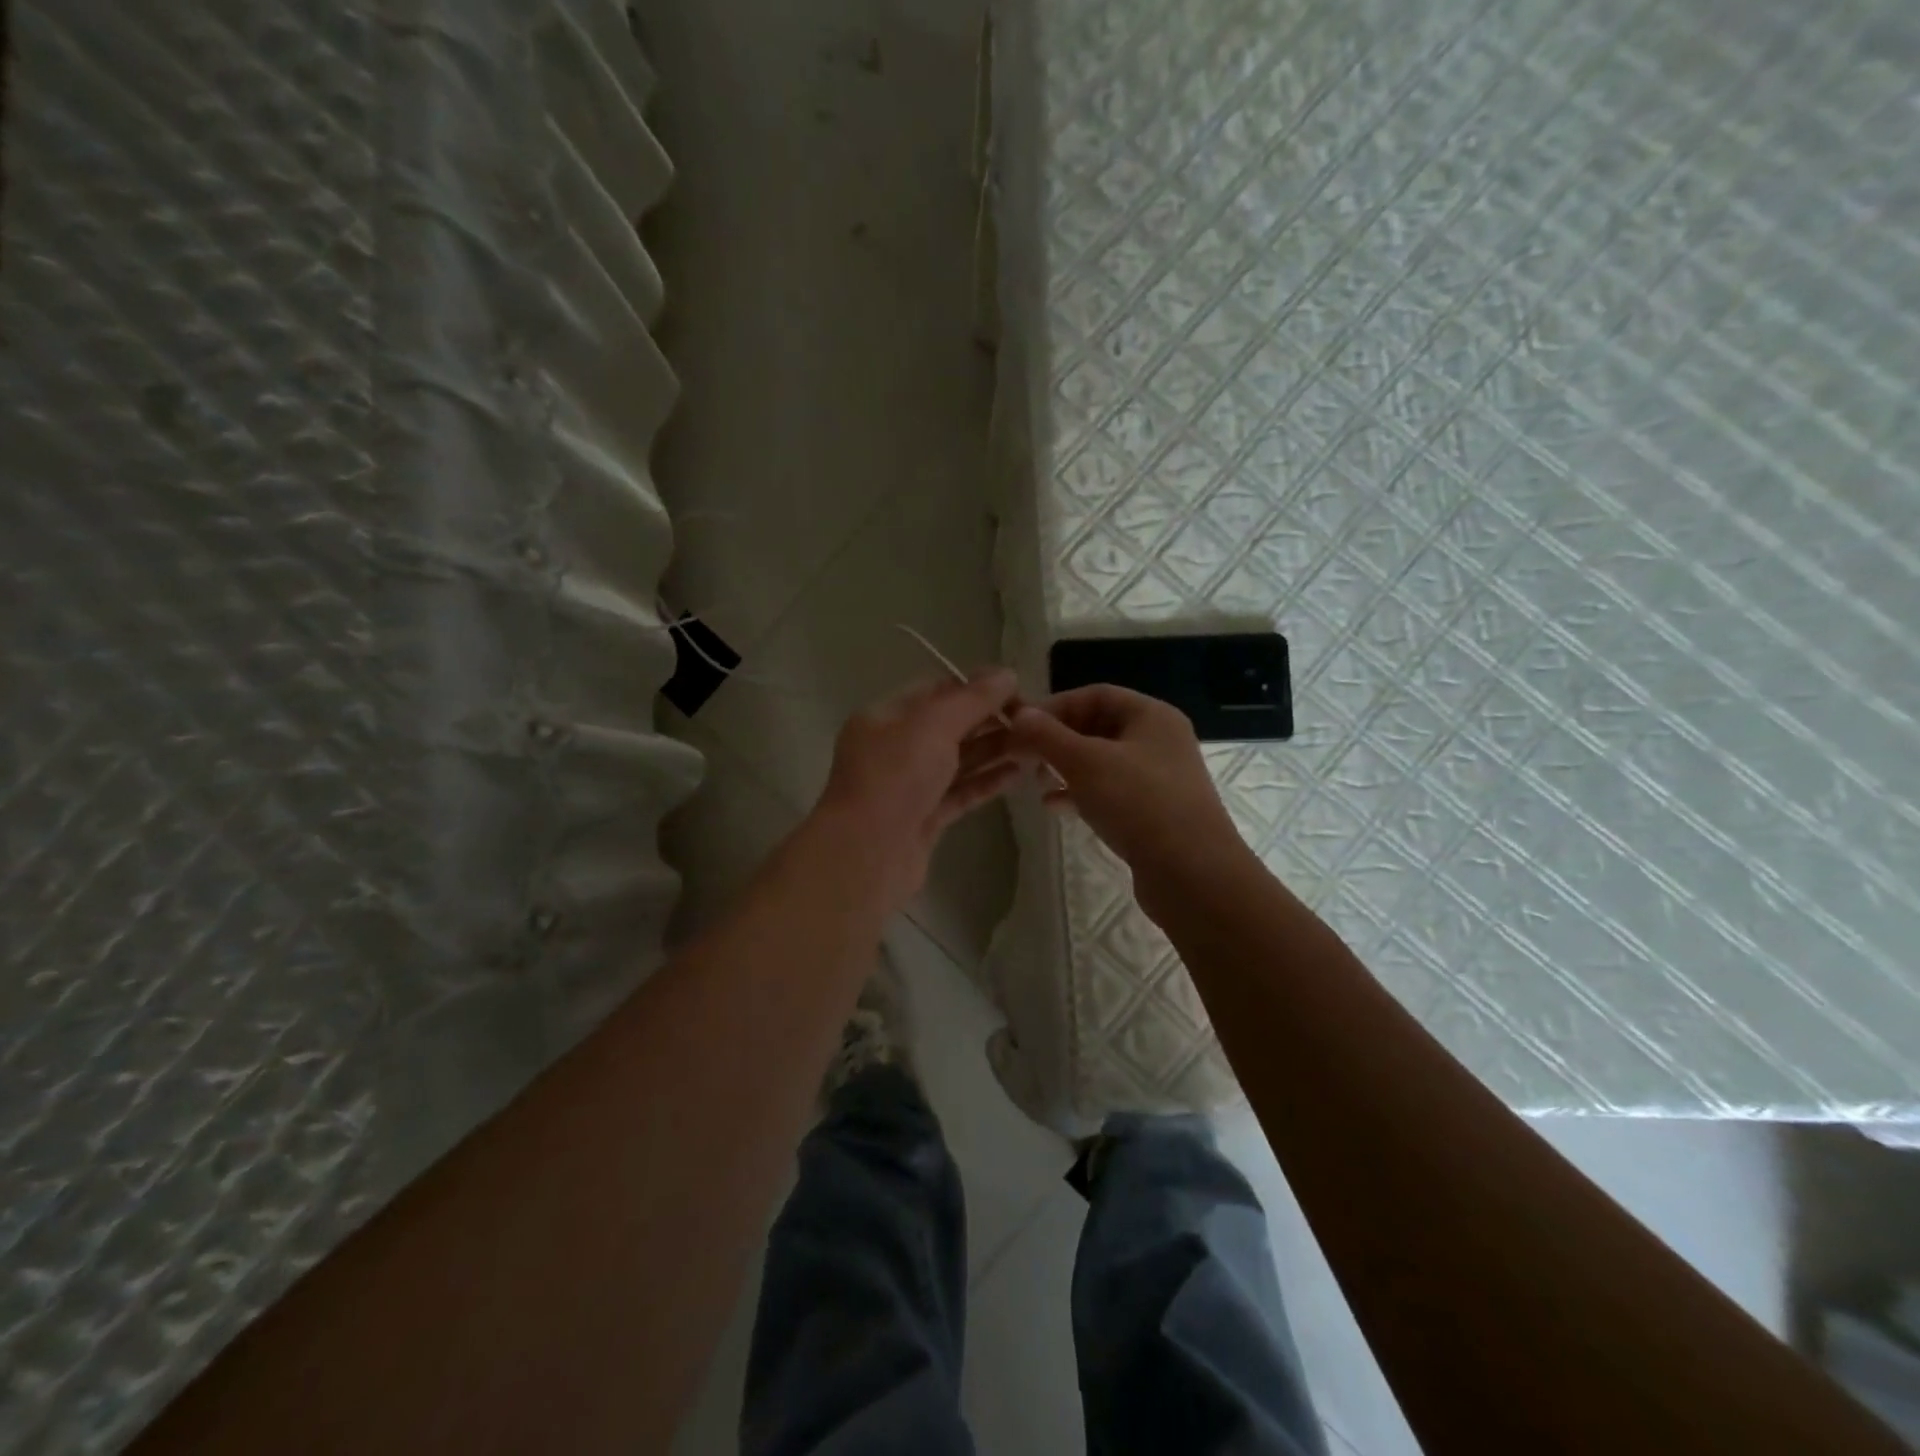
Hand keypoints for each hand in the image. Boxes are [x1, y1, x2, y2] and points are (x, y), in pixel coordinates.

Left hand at [812, 671, 1023, 909]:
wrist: (867, 854)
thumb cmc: (895, 776)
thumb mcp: (933, 724)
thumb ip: (972, 699)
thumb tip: (1006, 673)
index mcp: (885, 717)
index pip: (936, 691)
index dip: (976, 687)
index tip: (1017, 691)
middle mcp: (894, 748)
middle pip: (949, 726)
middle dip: (990, 721)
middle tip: (1035, 722)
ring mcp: (908, 786)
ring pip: (957, 761)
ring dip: (993, 751)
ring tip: (1036, 746)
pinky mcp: (924, 819)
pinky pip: (959, 792)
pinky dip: (986, 782)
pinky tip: (1018, 775)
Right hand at [1009, 684, 1243, 887]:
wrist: (1193, 874)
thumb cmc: (1139, 804)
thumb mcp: (1085, 763)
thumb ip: (1047, 735)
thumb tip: (1019, 715)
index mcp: (1152, 716)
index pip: (1095, 694)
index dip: (1055, 706)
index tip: (1021, 727)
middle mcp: (1159, 740)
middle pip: (1098, 726)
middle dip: (1057, 739)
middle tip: (1024, 757)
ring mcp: (1159, 779)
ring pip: (1102, 762)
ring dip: (1065, 768)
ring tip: (1036, 783)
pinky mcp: (1154, 812)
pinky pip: (1110, 792)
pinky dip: (1081, 794)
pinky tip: (1054, 808)